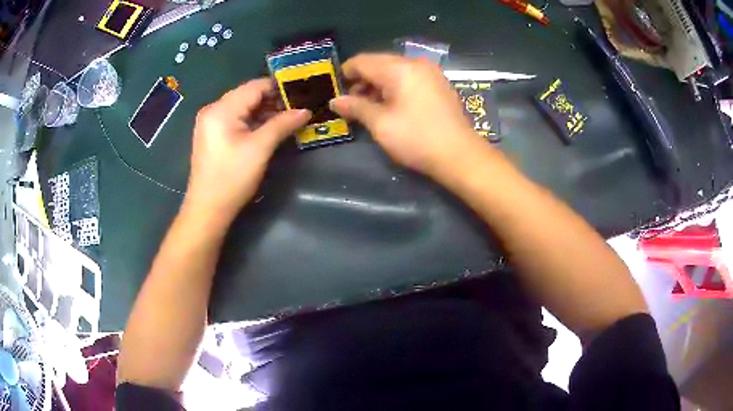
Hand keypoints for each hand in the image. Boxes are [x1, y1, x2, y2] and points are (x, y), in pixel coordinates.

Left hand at [184, 78, 310, 225]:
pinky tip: (269, 128)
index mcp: (221, 109)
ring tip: (288, 118)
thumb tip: (306, 110)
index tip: (302, 92)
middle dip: (273, 100)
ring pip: (243, 108)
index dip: (279, 87)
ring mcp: (210, 123)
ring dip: (264, 112)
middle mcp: (213, 110)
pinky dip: (253, 122)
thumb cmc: (232, 177)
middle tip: (298, 108)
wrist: (207, 210)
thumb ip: (282, 124)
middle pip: (248, 95)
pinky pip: (236, 120)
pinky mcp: (212, 135)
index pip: (255, 86)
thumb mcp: (260, 148)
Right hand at [330, 54, 483, 176]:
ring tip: (371, 107)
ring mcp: (430, 72)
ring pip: (394, 70)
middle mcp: (416, 63)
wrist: (460, 156)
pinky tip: (393, 105)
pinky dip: (396, 87)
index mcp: (399, 68)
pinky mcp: (439, 84)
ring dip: (379, 84)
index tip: (337, 92)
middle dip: (362, 80)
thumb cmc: (417, 139)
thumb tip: (335, 101)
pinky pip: (410, 77)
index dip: (346, 74)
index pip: (362, 61)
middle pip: (379, 63)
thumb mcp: (381, 124)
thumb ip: (356, 107)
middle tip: (353, 104)